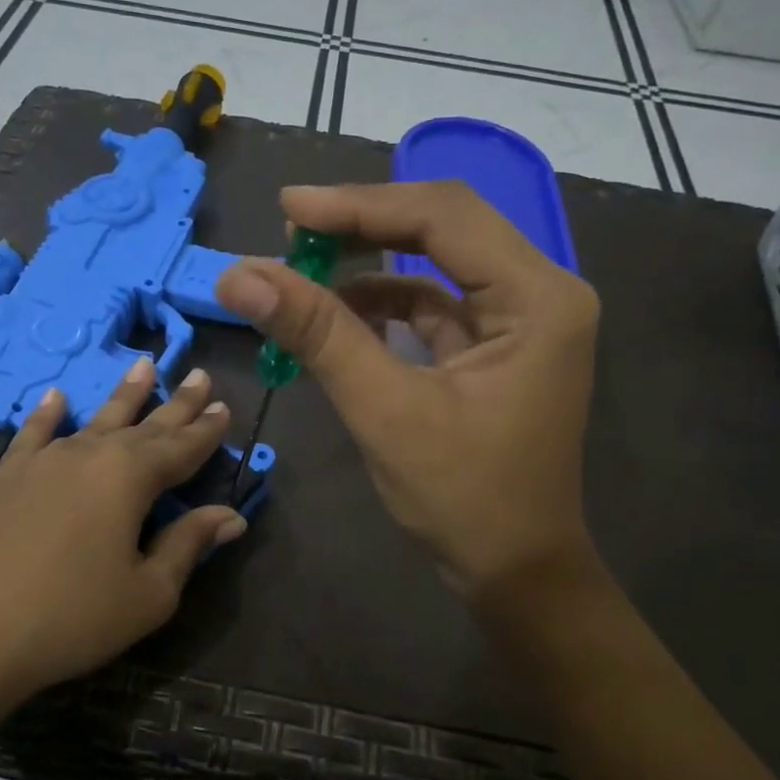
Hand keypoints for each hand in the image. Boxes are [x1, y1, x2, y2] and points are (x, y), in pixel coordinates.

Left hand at [0, 359, 246, 717]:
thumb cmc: (72, 617)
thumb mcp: (148, 593)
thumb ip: (188, 546)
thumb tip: (231, 515)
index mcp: (131, 478)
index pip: (181, 447)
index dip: (206, 430)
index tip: (226, 406)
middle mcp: (90, 455)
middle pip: (144, 425)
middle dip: (177, 403)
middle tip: (200, 375)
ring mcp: (44, 463)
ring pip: (94, 419)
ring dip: (124, 395)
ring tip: (145, 366)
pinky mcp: (7, 478)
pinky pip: (34, 434)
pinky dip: (47, 414)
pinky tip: (56, 396)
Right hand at [216, 182, 601, 620]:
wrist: (516, 573)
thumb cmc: (464, 498)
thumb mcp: (385, 411)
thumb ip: (318, 335)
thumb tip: (240, 277)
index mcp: (537, 297)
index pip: (443, 217)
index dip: (359, 206)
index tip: (287, 210)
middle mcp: (540, 291)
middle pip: (442, 227)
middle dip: (361, 227)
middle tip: (289, 234)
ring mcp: (520, 318)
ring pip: (432, 264)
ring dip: (365, 267)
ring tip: (298, 275)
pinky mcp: (495, 345)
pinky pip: (432, 305)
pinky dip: (381, 306)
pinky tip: (335, 315)